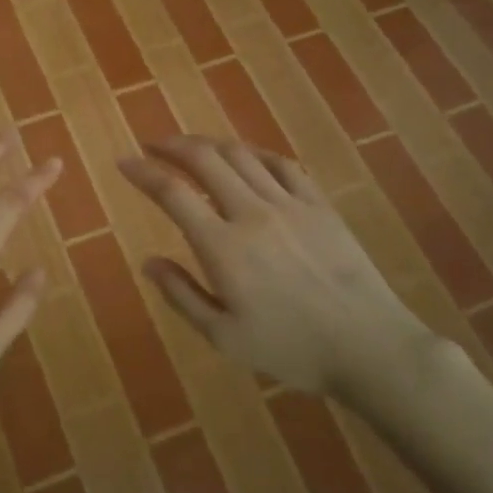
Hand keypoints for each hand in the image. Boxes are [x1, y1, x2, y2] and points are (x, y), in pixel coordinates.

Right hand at [118, 135, 436, 403]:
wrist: (369, 346)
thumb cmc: (291, 349)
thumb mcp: (224, 337)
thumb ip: (182, 295)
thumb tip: (149, 262)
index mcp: (223, 247)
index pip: (172, 193)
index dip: (143, 172)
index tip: (123, 162)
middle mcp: (252, 213)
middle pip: (205, 159)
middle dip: (172, 145)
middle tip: (152, 146)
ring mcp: (290, 204)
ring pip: (242, 154)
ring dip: (209, 144)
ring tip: (192, 148)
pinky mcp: (319, 205)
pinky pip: (283, 164)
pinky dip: (256, 153)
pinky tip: (247, 158)